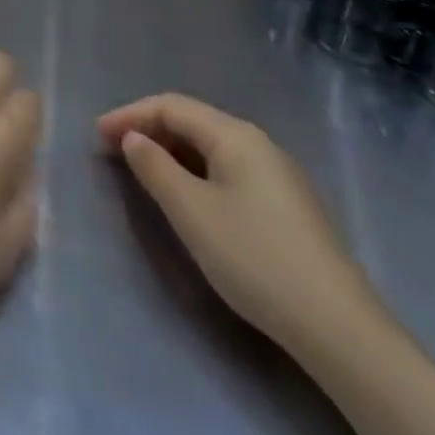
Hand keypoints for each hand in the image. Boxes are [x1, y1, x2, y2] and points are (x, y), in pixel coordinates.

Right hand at [97, 94, 379, 351]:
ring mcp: (277, 174)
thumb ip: (155, 168)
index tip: (96, 134)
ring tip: (141, 170)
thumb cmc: (255, 258)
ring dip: (171, 151)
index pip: (171, 106)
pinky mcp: (285, 205)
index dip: (130, 115)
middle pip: (192, 121)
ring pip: (210, 147)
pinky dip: (195, 170)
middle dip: (149, 129)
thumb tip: (134, 139)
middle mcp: (258, 143)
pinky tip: (186, 194)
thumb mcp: (191, 212)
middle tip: (112, 150)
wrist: (338, 328)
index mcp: (235, 135)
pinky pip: (226, 169)